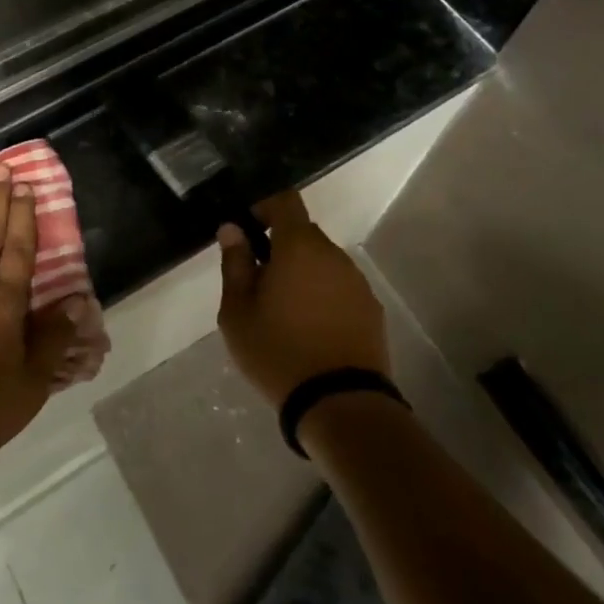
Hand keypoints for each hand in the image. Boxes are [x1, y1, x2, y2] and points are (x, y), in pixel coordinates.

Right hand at [216, 191, 389, 409]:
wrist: (340, 403)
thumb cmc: (278, 351)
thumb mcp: (237, 311)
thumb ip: (235, 263)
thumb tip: (232, 229)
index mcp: (299, 246)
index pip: (285, 201)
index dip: (265, 207)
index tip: (249, 231)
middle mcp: (333, 255)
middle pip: (304, 234)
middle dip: (280, 248)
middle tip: (258, 283)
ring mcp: (357, 282)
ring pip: (323, 262)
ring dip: (303, 273)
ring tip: (284, 312)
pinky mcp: (371, 310)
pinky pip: (340, 288)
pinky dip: (323, 296)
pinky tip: (311, 330)